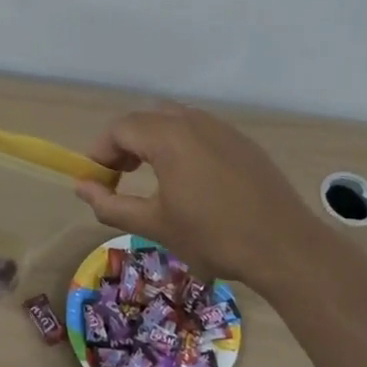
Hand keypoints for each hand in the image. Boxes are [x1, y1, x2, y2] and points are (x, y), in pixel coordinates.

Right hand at [73, 102, 328, 295]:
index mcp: (169, 136)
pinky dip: (181, 145)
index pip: (120, 129)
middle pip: (145, 119)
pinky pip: (200, 131)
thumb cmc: (213, 236)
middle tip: (119, 177)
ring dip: (153, 142)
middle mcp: (194, 121)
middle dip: (125, 144)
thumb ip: (111, 205)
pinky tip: (190, 180)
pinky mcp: (242, 141)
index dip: (100, 152)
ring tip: (151, 177)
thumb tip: (82, 189)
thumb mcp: (155, 225)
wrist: (284, 246)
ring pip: (174, 121)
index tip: (96, 181)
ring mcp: (222, 128)